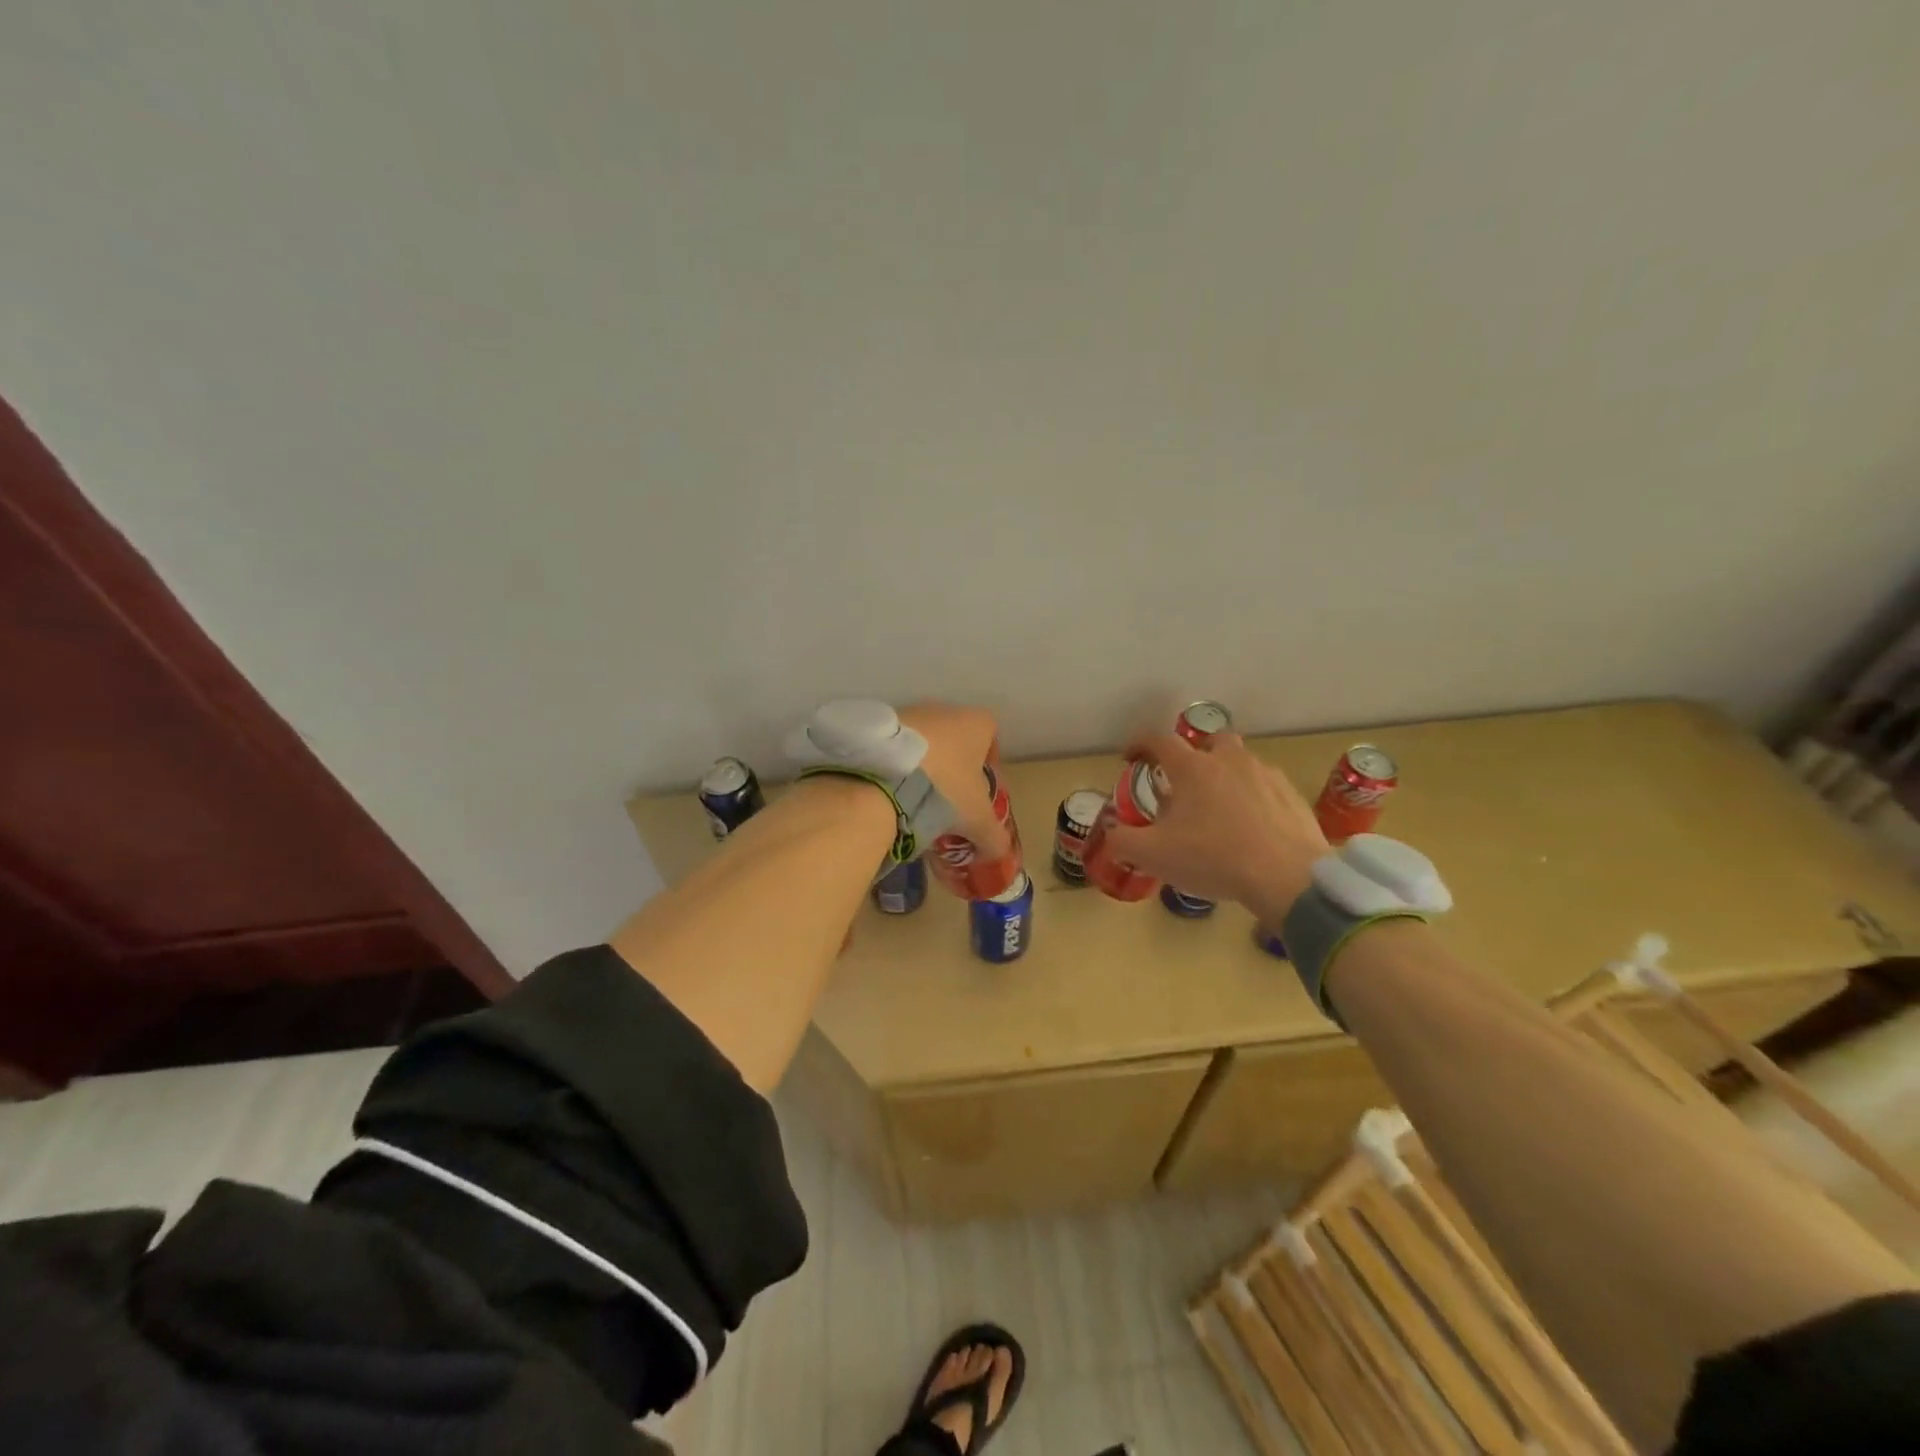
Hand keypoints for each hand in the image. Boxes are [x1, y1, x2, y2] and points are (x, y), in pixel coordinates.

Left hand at [897, 702, 1012, 858]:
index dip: (988, 759)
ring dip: (923, 763)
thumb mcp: (976, 820)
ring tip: (915, 796)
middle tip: (947, 796)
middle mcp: (943, 709)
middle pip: (955, 736)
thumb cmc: (944, 790)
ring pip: (923, 739)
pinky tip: (891, 788)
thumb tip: (1000, 852)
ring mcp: (908, 713)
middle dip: (953, 764)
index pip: (990, 734)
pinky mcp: (878, 725)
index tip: (979, 786)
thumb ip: (993, 837)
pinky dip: (896, 763)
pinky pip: (895, 745)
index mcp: (975, 724)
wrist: (882, 779)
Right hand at [1098, 732, 1328, 921]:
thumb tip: (1109, 830)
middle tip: (1184, 783)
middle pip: (1209, 741)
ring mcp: (1265, 775)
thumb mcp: (1153, 856)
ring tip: (1218, 809)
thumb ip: (1122, 840)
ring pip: (1240, 763)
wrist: (1287, 878)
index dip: (1139, 745)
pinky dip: (1253, 798)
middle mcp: (1229, 760)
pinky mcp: (1291, 795)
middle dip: (1193, 755)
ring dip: (1225, 776)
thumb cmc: (1213, 859)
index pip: (1159, 740)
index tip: (1129, 759)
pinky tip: (1251, 827)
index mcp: (1192, 767)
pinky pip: (1265, 787)